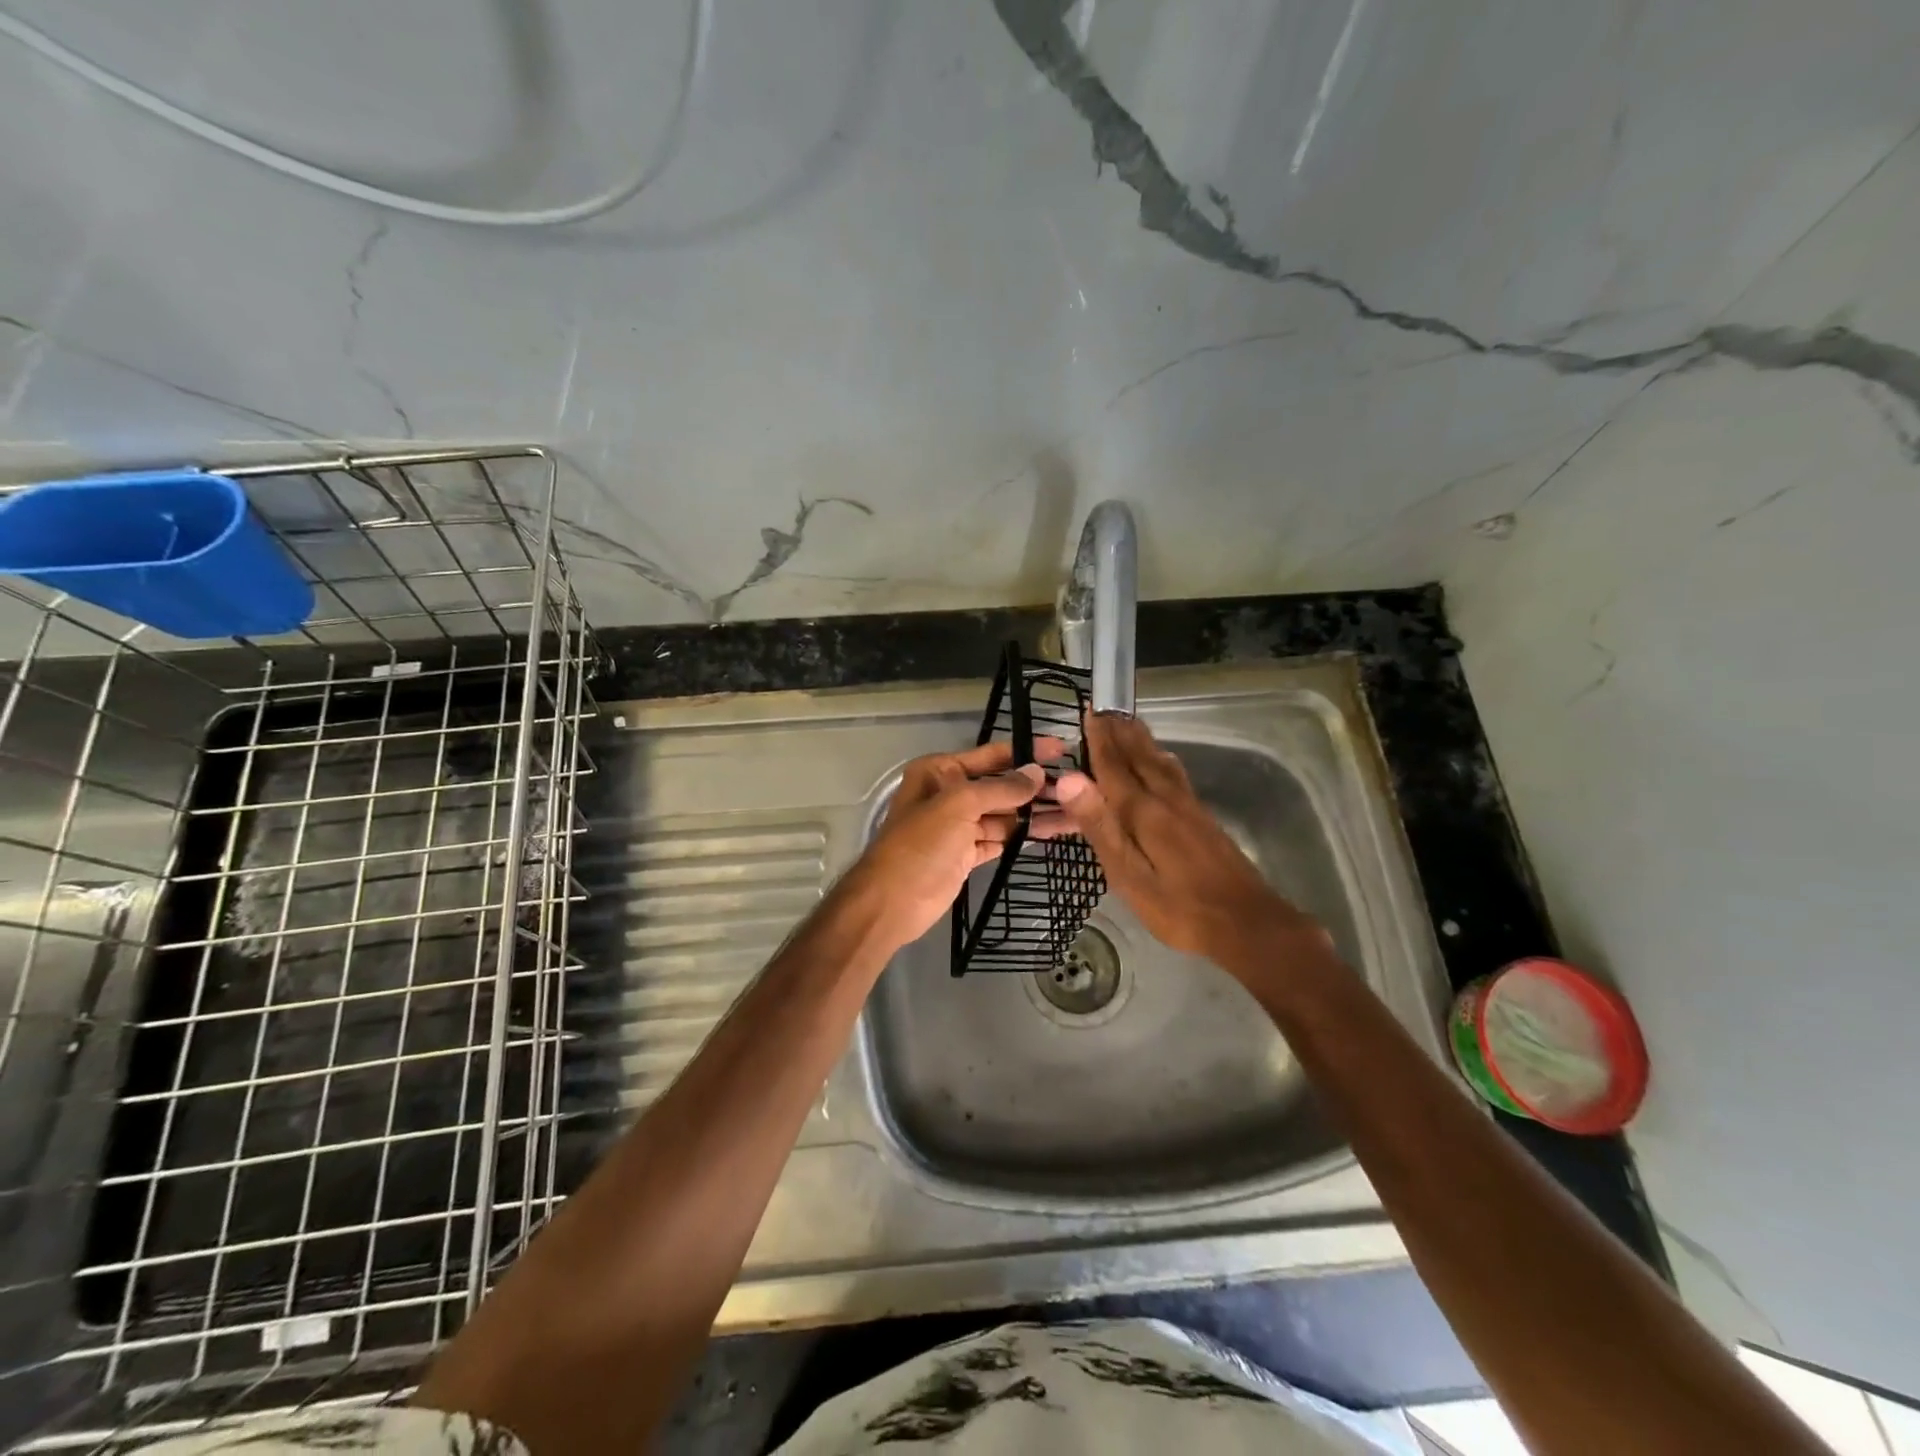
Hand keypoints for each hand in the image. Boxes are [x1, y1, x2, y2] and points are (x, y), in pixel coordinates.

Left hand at [845, 738, 1065, 953]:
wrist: (891, 903)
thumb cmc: (920, 845)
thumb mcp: (958, 806)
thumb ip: (1000, 788)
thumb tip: (1036, 774)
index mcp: (940, 772)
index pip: (991, 756)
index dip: (1026, 751)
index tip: (1062, 749)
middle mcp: (949, 794)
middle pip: (1001, 786)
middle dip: (1036, 788)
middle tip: (1078, 787)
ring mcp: (958, 826)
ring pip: (1005, 815)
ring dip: (1036, 815)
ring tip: (1077, 813)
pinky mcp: (967, 854)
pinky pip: (1001, 839)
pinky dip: (1023, 836)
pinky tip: (1053, 832)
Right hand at [1052, 714, 1322, 967]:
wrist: (1247, 923)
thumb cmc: (1179, 907)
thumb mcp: (1129, 876)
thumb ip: (1100, 826)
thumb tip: (1071, 779)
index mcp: (1144, 811)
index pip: (1114, 766)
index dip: (1099, 740)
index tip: (1088, 712)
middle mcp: (1167, 799)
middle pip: (1140, 756)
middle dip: (1120, 732)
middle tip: (1105, 708)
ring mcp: (1189, 808)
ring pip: (1160, 762)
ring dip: (1141, 740)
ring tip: (1128, 722)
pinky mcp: (1203, 819)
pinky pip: (1175, 774)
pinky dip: (1161, 757)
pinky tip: (1163, 760)